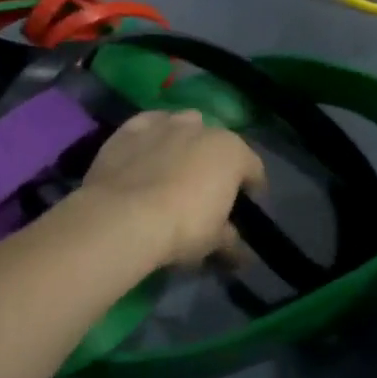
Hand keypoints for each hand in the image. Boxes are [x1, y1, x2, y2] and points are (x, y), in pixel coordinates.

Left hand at [78, 109, 266, 267]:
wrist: (123, 217)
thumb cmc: (182, 227)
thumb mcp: (214, 241)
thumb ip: (231, 241)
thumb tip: (241, 253)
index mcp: (232, 152)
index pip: (253, 169)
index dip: (252, 189)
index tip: (244, 208)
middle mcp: (202, 128)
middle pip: (217, 143)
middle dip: (216, 163)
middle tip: (205, 190)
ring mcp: (165, 124)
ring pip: (184, 125)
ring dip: (185, 142)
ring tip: (175, 168)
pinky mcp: (131, 128)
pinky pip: (149, 126)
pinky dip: (152, 137)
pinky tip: (146, 155)